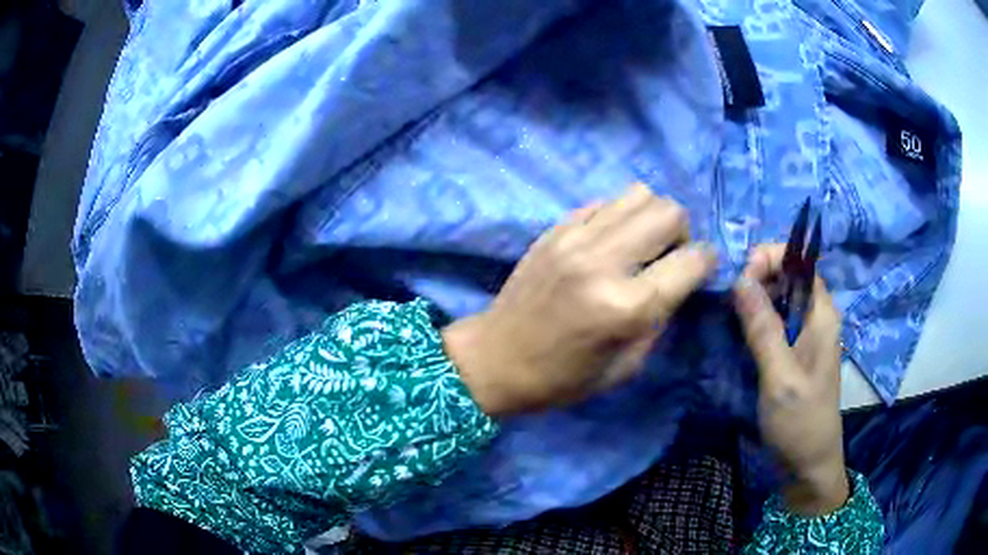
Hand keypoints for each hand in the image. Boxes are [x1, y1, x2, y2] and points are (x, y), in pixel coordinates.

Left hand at [443, 185, 715, 415]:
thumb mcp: (626, 366)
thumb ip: (661, 318)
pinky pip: (604, 202)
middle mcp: (603, 262)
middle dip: (682, 233)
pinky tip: (609, 242)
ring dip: (652, 217)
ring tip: (642, 245)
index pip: (691, 260)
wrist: (495, 358)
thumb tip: (680, 282)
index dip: (706, 262)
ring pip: (638, 194)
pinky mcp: (555, 229)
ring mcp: (575, 238)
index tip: (702, 269)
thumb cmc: (562, 379)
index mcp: (626, 307)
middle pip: (669, 212)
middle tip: (670, 257)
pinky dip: (618, 216)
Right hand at [734, 245, 849, 515]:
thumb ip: (763, 328)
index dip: (772, 259)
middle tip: (729, 297)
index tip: (742, 277)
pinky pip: (774, 323)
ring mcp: (804, 337)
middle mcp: (815, 318)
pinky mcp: (792, 354)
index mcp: (822, 316)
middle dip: (758, 277)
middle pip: (789, 278)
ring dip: (754, 299)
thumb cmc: (800, 422)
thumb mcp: (781, 378)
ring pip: (779, 300)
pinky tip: (737, 332)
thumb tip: (740, 279)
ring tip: (727, 312)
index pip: (801, 264)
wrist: (807, 466)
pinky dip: (755, 320)